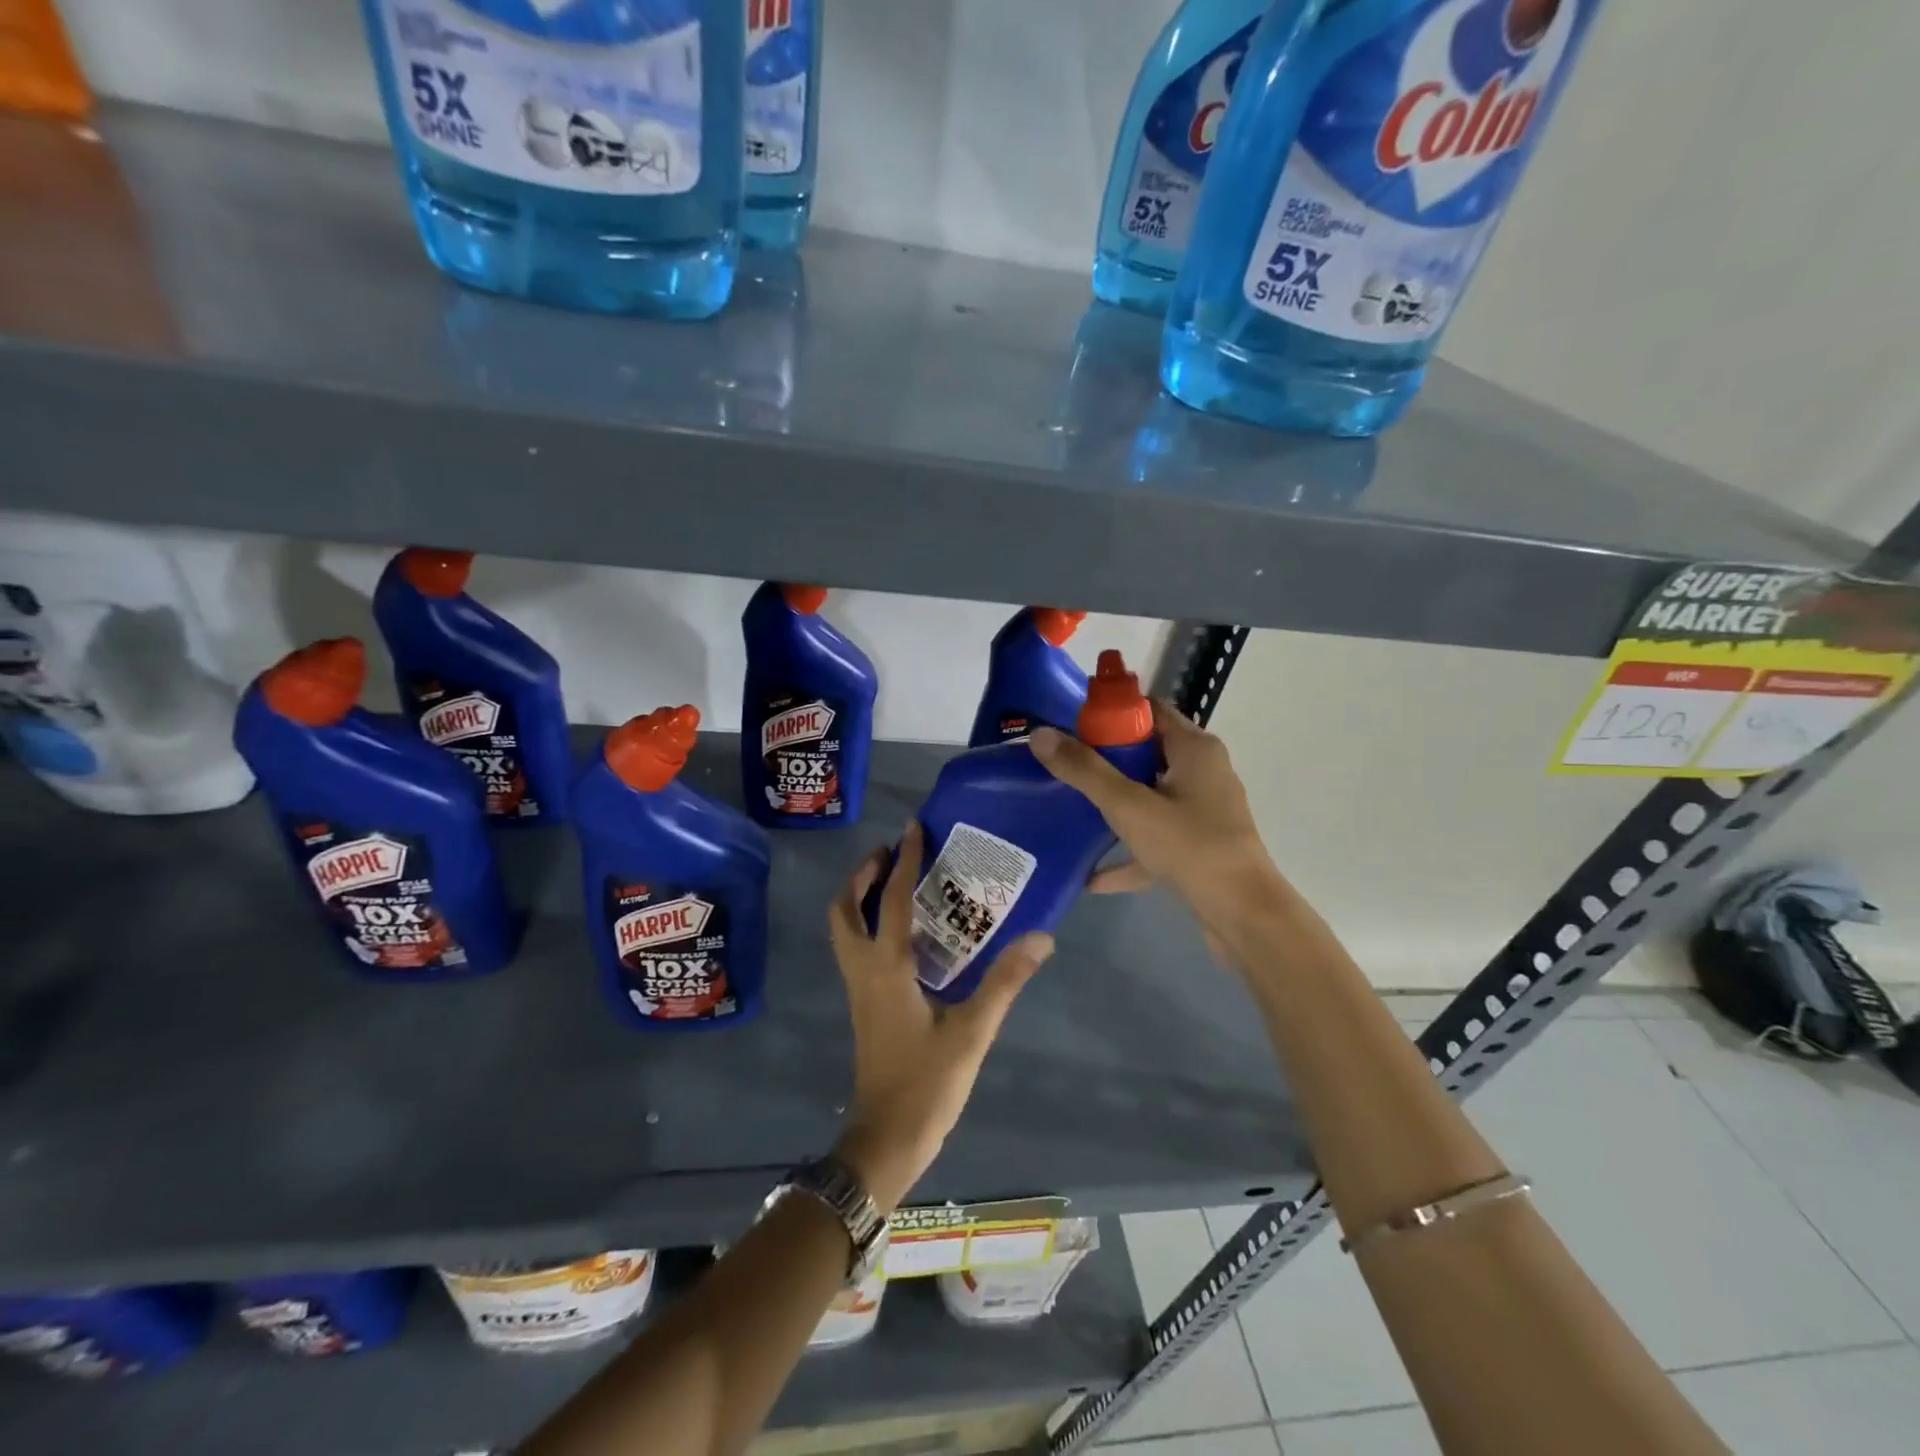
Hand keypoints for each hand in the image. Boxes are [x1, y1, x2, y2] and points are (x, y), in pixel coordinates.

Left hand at [826, 823, 1053, 1213]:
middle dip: (862, 875)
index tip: (912, 828)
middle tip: (891, 853)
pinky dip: (868, 923)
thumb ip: (1005, 982)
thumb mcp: (973, 1032)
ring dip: (860, 898)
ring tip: (893, 881)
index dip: (903, 861)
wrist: (886, 1140)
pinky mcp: (864, 1005)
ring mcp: (858, 989)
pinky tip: (902, 931)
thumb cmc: (926, 1084)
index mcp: (886, 967)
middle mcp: (863, 970)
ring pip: (844, 929)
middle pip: (844, 909)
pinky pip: (856, 948)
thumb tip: (1041, 937)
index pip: (891, 900)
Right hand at [1030, 701, 1283, 948]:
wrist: (1244, 917)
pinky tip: (1092, 876)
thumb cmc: (1190, 847)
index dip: (1110, 713)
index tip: (1069, 724)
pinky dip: (1128, 851)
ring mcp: (1202, 811)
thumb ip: (1084, 771)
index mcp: (1194, 748)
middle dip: (1104, 759)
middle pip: (1146, 752)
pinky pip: (1155, 838)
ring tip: (1070, 809)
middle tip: (1061, 764)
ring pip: (1149, 796)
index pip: (1149, 710)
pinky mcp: (1199, 846)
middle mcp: (1203, 772)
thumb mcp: (1129, 806)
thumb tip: (1040, 735)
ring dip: (1114, 804)